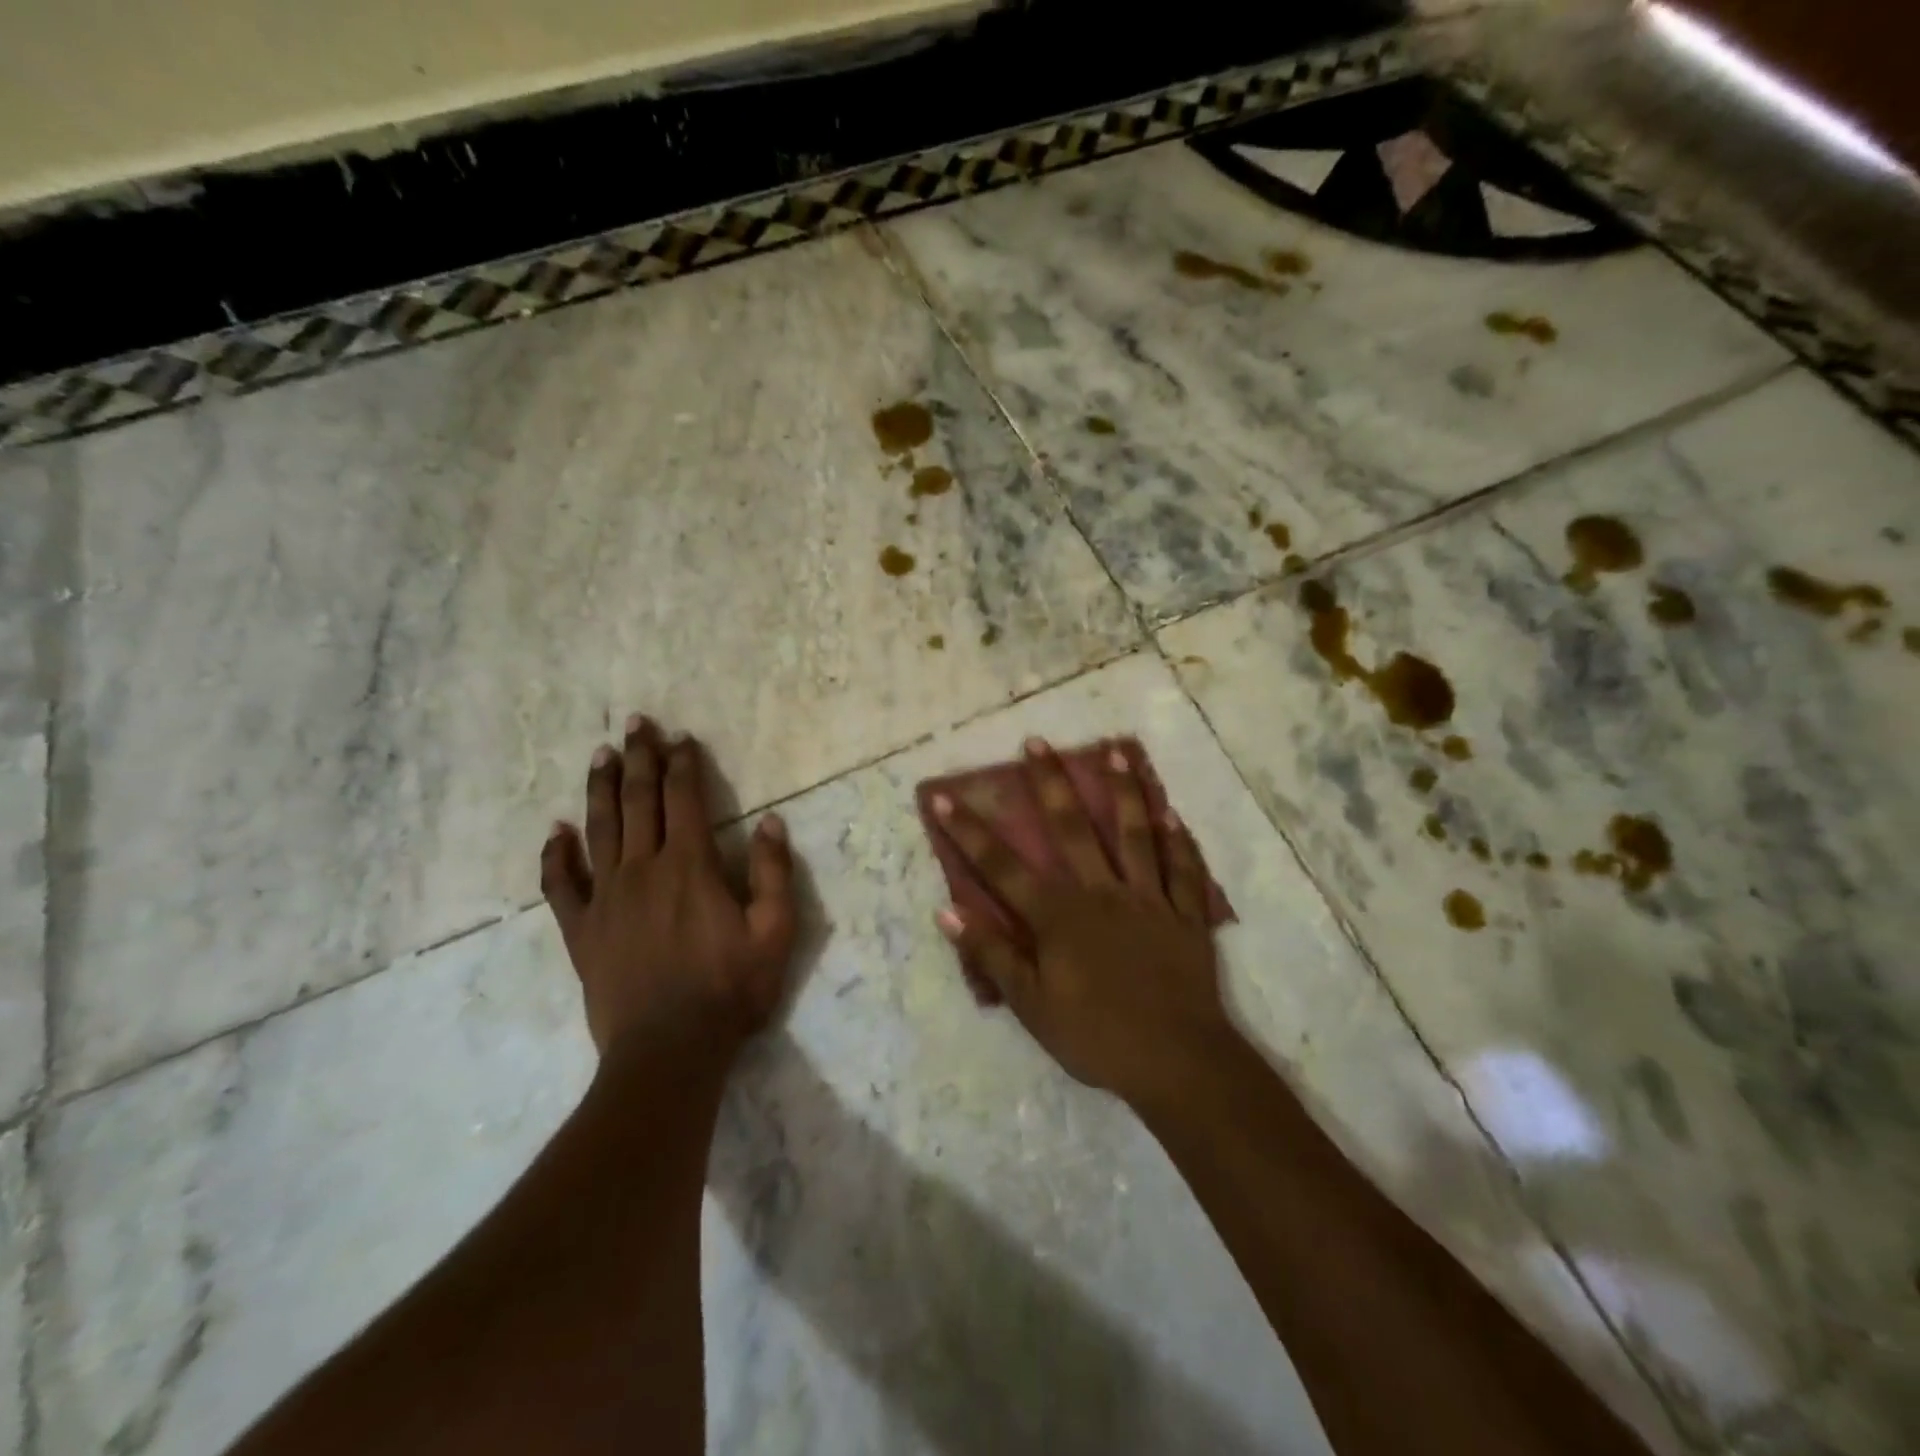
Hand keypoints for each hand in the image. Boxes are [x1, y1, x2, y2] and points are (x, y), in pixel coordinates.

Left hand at [540, 714, 797, 1061]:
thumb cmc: (730, 990)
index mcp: (690, 866)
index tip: (680, 736)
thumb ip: (775, 874)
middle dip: (639, 758)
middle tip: (635, 723)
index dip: (683, 764)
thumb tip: (772, 821)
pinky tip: (555, 832)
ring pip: (599, 830)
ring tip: (600, 755)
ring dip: (601, 789)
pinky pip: (561, 885)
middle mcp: (643, 870)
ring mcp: (606, 899)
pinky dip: (556, 856)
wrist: (668, 1052)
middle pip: (638, 802)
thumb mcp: (775, 932)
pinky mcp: (582, 931)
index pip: (684, 800)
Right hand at [930, 738, 1234, 1107]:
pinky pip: (1183, 870)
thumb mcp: (1032, 1006)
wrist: (1178, 1062)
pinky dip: (1178, 841)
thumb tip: (947, 911)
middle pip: (1073, 828)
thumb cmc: (1097, 1037)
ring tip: (1116, 751)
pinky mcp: (1185, 914)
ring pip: (1134, 834)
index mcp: (1060, 915)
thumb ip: (992, 954)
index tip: (946, 796)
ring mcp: (1148, 899)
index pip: (1003, 866)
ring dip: (1124, 791)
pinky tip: (1172, 813)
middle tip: (1037, 741)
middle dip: (1050, 783)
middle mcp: (1102, 892)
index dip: (970, 831)